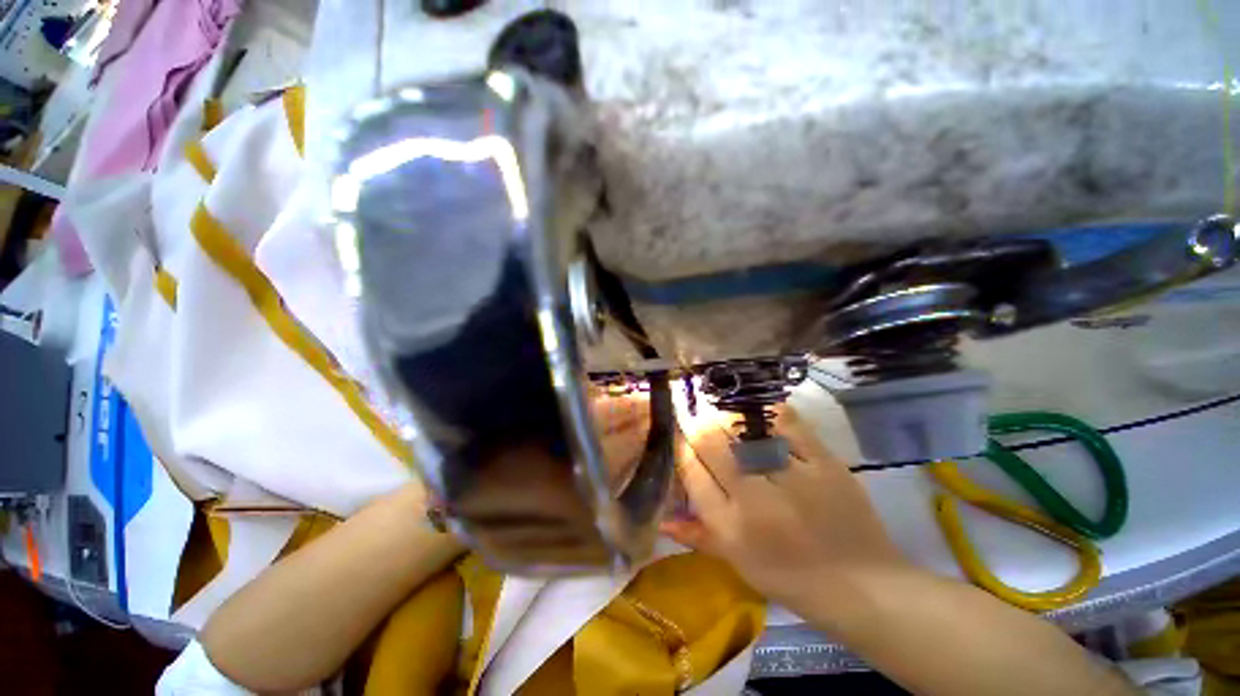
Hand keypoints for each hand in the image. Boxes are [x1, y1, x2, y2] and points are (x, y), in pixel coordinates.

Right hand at [661, 401, 909, 609]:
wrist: (864, 586)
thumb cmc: (792, 581)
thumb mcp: (739, 565)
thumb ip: (698, 536)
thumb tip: (663, 517)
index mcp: (731, 529)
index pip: (691, 472)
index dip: (681, 447)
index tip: (680, 435)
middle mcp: (755, 500)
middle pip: (712, 443)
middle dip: (698, 425)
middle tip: (697, 417)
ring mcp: (792, 478)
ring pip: (743, 429)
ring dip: (726, 416)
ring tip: (722, 412)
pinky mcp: (823, 463)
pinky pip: (787, 423)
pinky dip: (768, 412)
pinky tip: (758, 412)